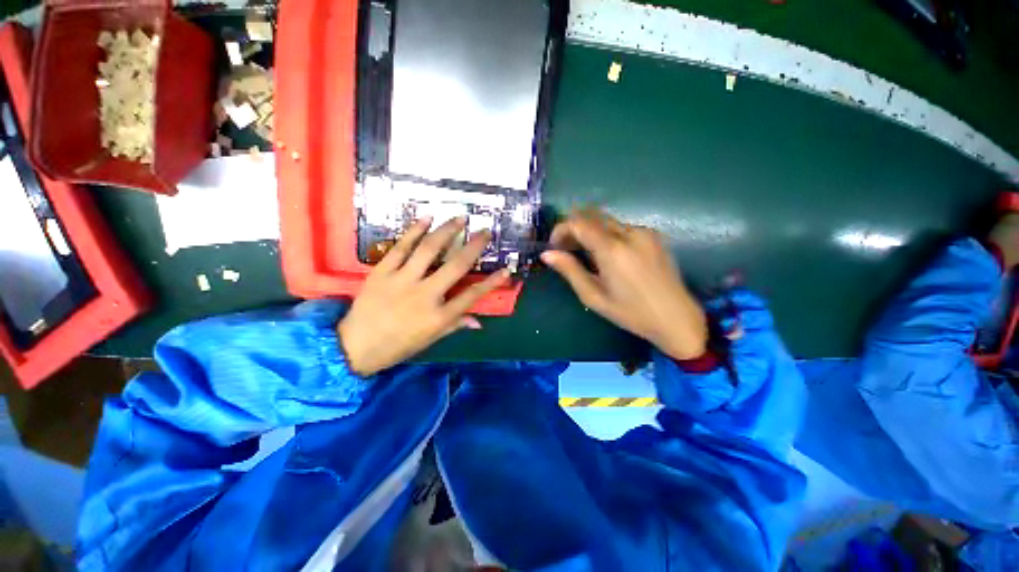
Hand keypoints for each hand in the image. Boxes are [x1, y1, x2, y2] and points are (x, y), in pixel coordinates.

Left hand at [339, 216, 509, 375]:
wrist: (354, 347)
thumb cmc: (397, 346)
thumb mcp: (430, 339)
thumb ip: (455, 325)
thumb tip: (478, 321)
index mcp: (439, 316)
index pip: (472, 295)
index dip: (492, 282)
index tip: (506, 270)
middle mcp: (425, 295)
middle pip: (456, 266)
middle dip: (474, 247)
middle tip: (485, 232)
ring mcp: (402, 280)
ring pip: (429, 250)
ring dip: (447, 231)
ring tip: (460, 219)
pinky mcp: (382, 271)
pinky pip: (400, 247)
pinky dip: (414, 231)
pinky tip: (427, 218)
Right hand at [540, 209, 707, 360]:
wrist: (676, 318)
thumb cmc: (631, 312)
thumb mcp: (594, 296)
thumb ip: (570, 271)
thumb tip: (547, 254)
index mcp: (612, 250)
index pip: (579, 223)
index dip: (561, 229)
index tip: (554, 245)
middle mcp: (629, 233)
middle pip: (592, 217)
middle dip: (574, 229)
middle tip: (566, 250)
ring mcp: (644, 232)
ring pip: (607, 222)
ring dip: (591, 233)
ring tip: (587, 256)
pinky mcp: (653, 236)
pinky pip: (622, 228)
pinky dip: (608, 236)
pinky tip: (609, 257)